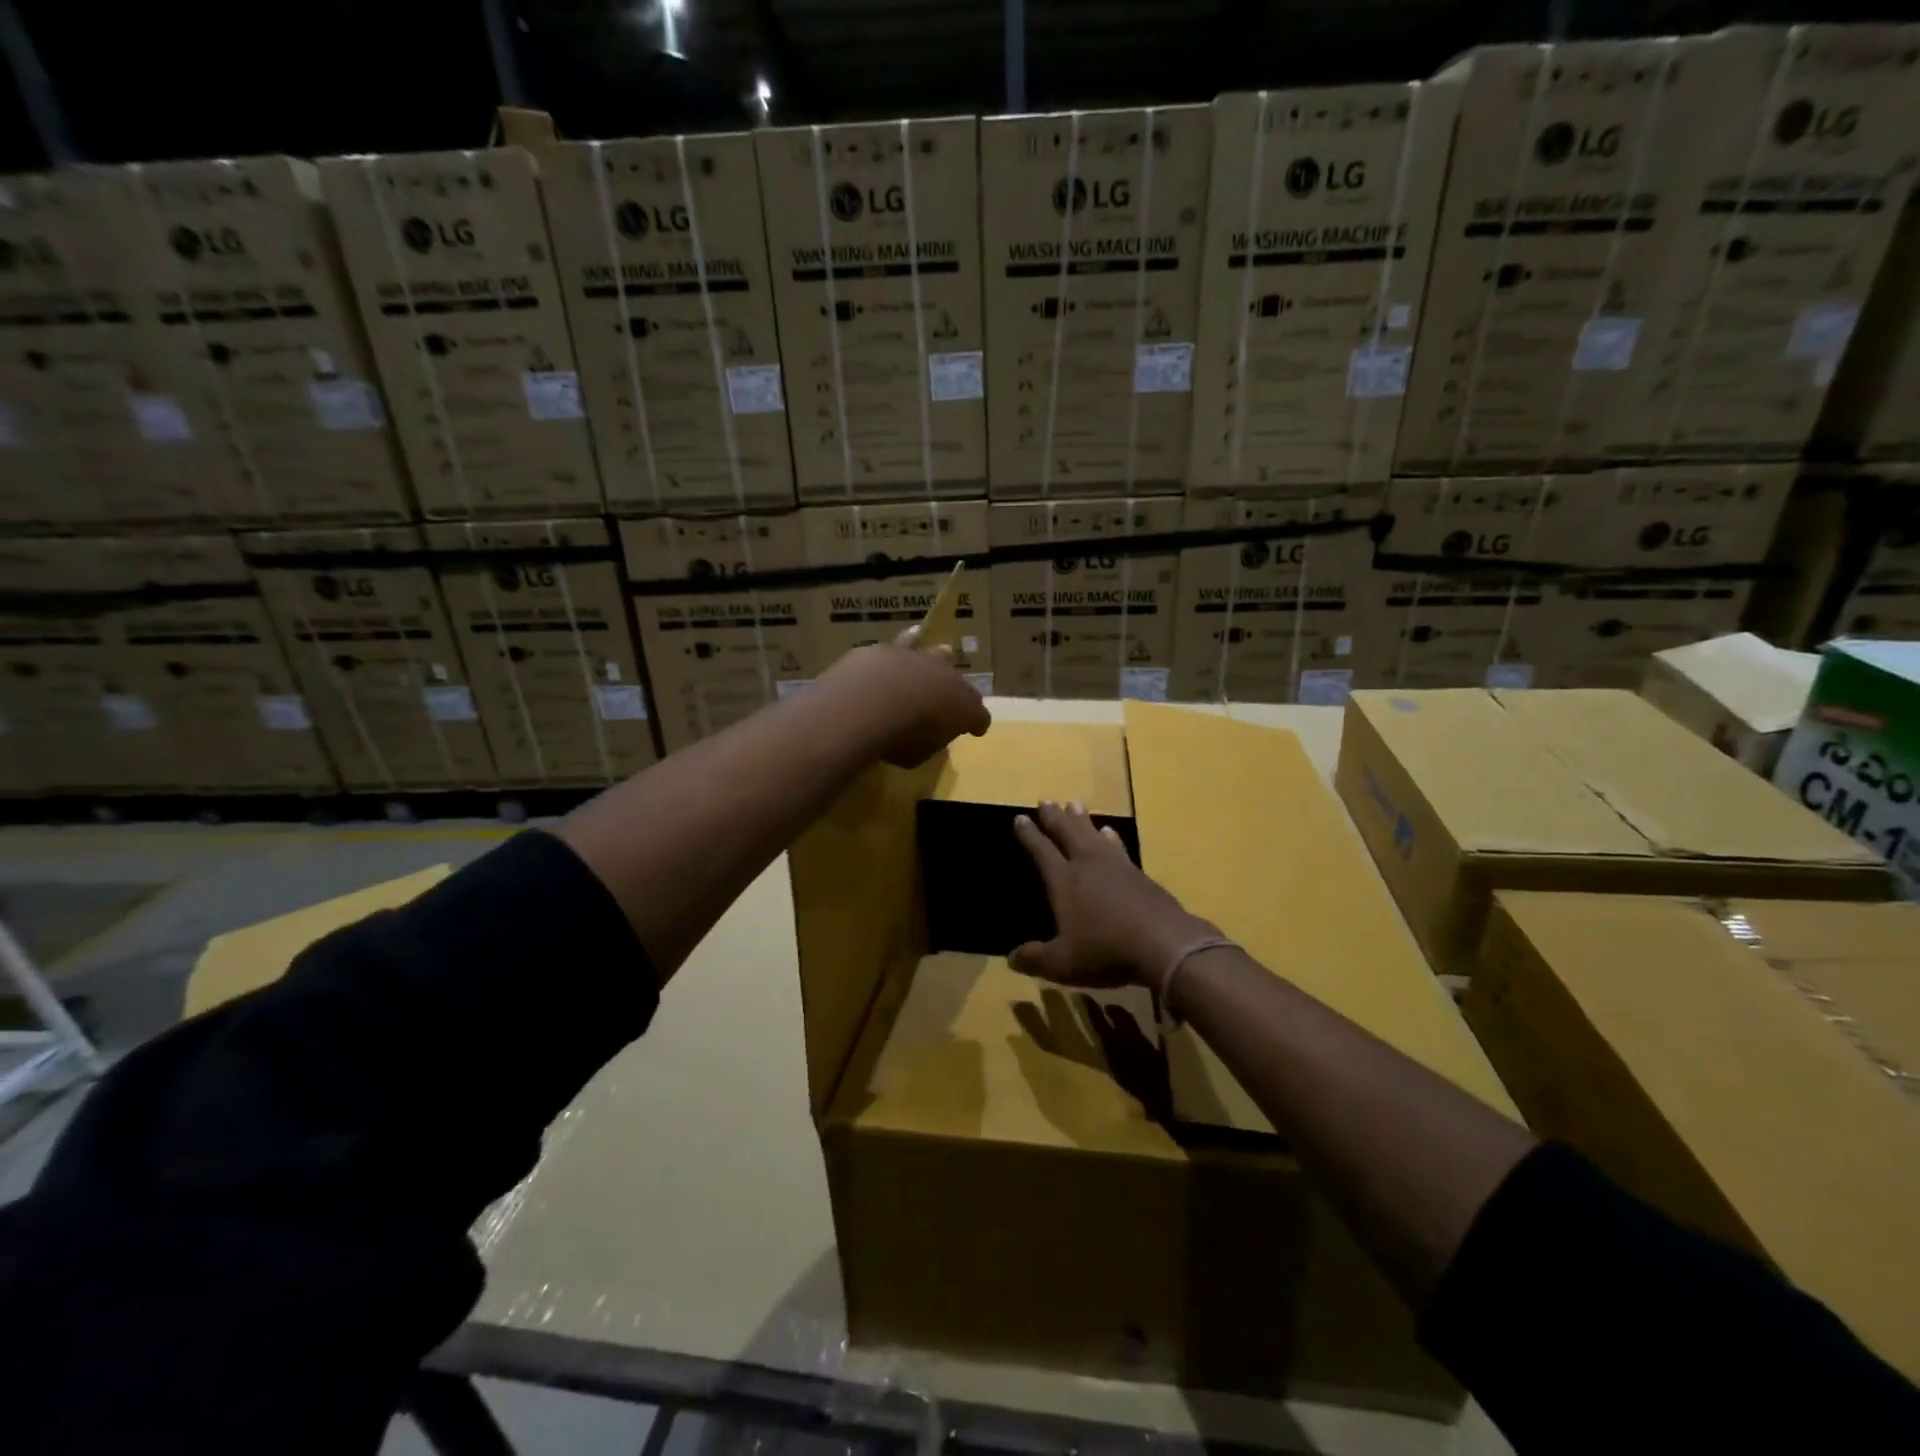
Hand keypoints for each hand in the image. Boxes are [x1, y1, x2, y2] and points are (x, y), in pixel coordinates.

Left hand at [818, 627, 989, 768]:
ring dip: (932, 654)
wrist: (869, 703)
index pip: (979, 716)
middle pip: (959, 679)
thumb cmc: (901, 739)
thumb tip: (926, 736)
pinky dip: (896, 653)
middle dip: (955, 687)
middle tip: (948, 693)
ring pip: (933, 651)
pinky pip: (897, 646)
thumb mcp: (918, 755)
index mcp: (964, 708)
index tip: (974, 729)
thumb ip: (927, 742)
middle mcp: (947, 677)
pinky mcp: (888, 650)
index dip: (976, 722)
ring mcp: (919, 658)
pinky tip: (887, 654)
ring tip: (931, 650)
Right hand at [1010, 801, 1216, 988]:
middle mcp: (1087, 865)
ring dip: (1081, 819)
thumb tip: (1011, 958)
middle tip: (1046, 800)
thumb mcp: (1063, 963)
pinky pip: (1118, 846)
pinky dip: (1110, 836)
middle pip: (1067, 833)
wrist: (1164, 944)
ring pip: (1093, 834)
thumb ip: (1035, 959)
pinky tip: (1110, 832)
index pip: (1041, 851)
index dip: (1029, 835)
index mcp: (1064, 881)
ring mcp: (1116, 866)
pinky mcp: (1138, 874)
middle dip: (1054, 817)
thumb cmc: (1106, 950)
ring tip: (1074, 804)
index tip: (1020, 818)